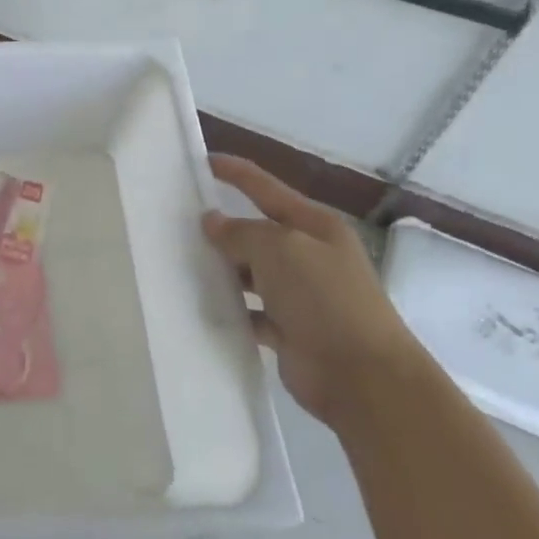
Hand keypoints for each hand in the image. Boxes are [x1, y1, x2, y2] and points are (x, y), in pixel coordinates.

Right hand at [202, 156, 420, 426]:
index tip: (200, 160)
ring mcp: (299, 294)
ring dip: (221, 269)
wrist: (363, 378)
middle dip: (221, 227)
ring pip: (249, 272)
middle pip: (256, 232)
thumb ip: (241, 232)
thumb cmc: (324, 298)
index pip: (266, 188)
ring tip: (178, 262)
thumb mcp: (280, 249)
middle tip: (174, 220)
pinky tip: (201, 305)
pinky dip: (230, 308)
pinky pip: (249, 310)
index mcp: (314, 226)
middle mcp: (308, 255)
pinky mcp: (288, 329)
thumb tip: (212, 222)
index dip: (235, 173)